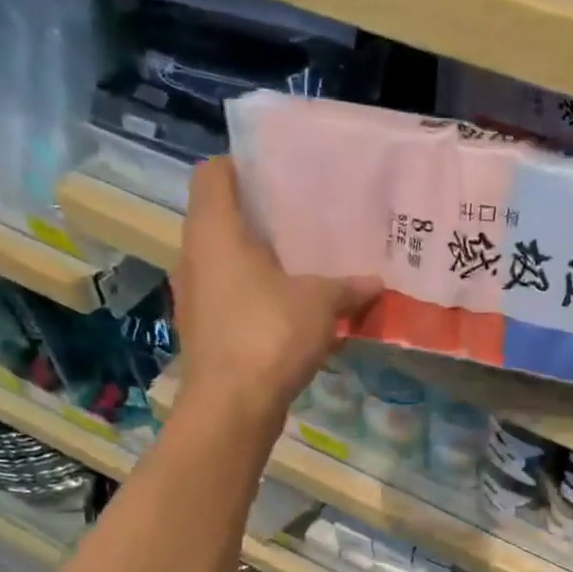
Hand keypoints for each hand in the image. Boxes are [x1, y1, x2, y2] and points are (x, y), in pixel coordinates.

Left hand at [173, 157, 379, 423]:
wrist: (232, 406)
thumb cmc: (269, 334)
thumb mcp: (321, 303)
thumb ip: (349, 287)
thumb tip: (378, 282)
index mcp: (214, 231)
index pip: (213, 173)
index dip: (241, 165)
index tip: (277, 172)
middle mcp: (194, 256)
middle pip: (220, 217)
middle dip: (259, 216)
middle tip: (302, 218)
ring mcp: (194, 296)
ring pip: (225, 261)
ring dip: (258, 260)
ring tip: (301, 264)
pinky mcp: (204, 330)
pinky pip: (230, 297)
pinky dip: (255, 295)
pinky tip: (290, 310)